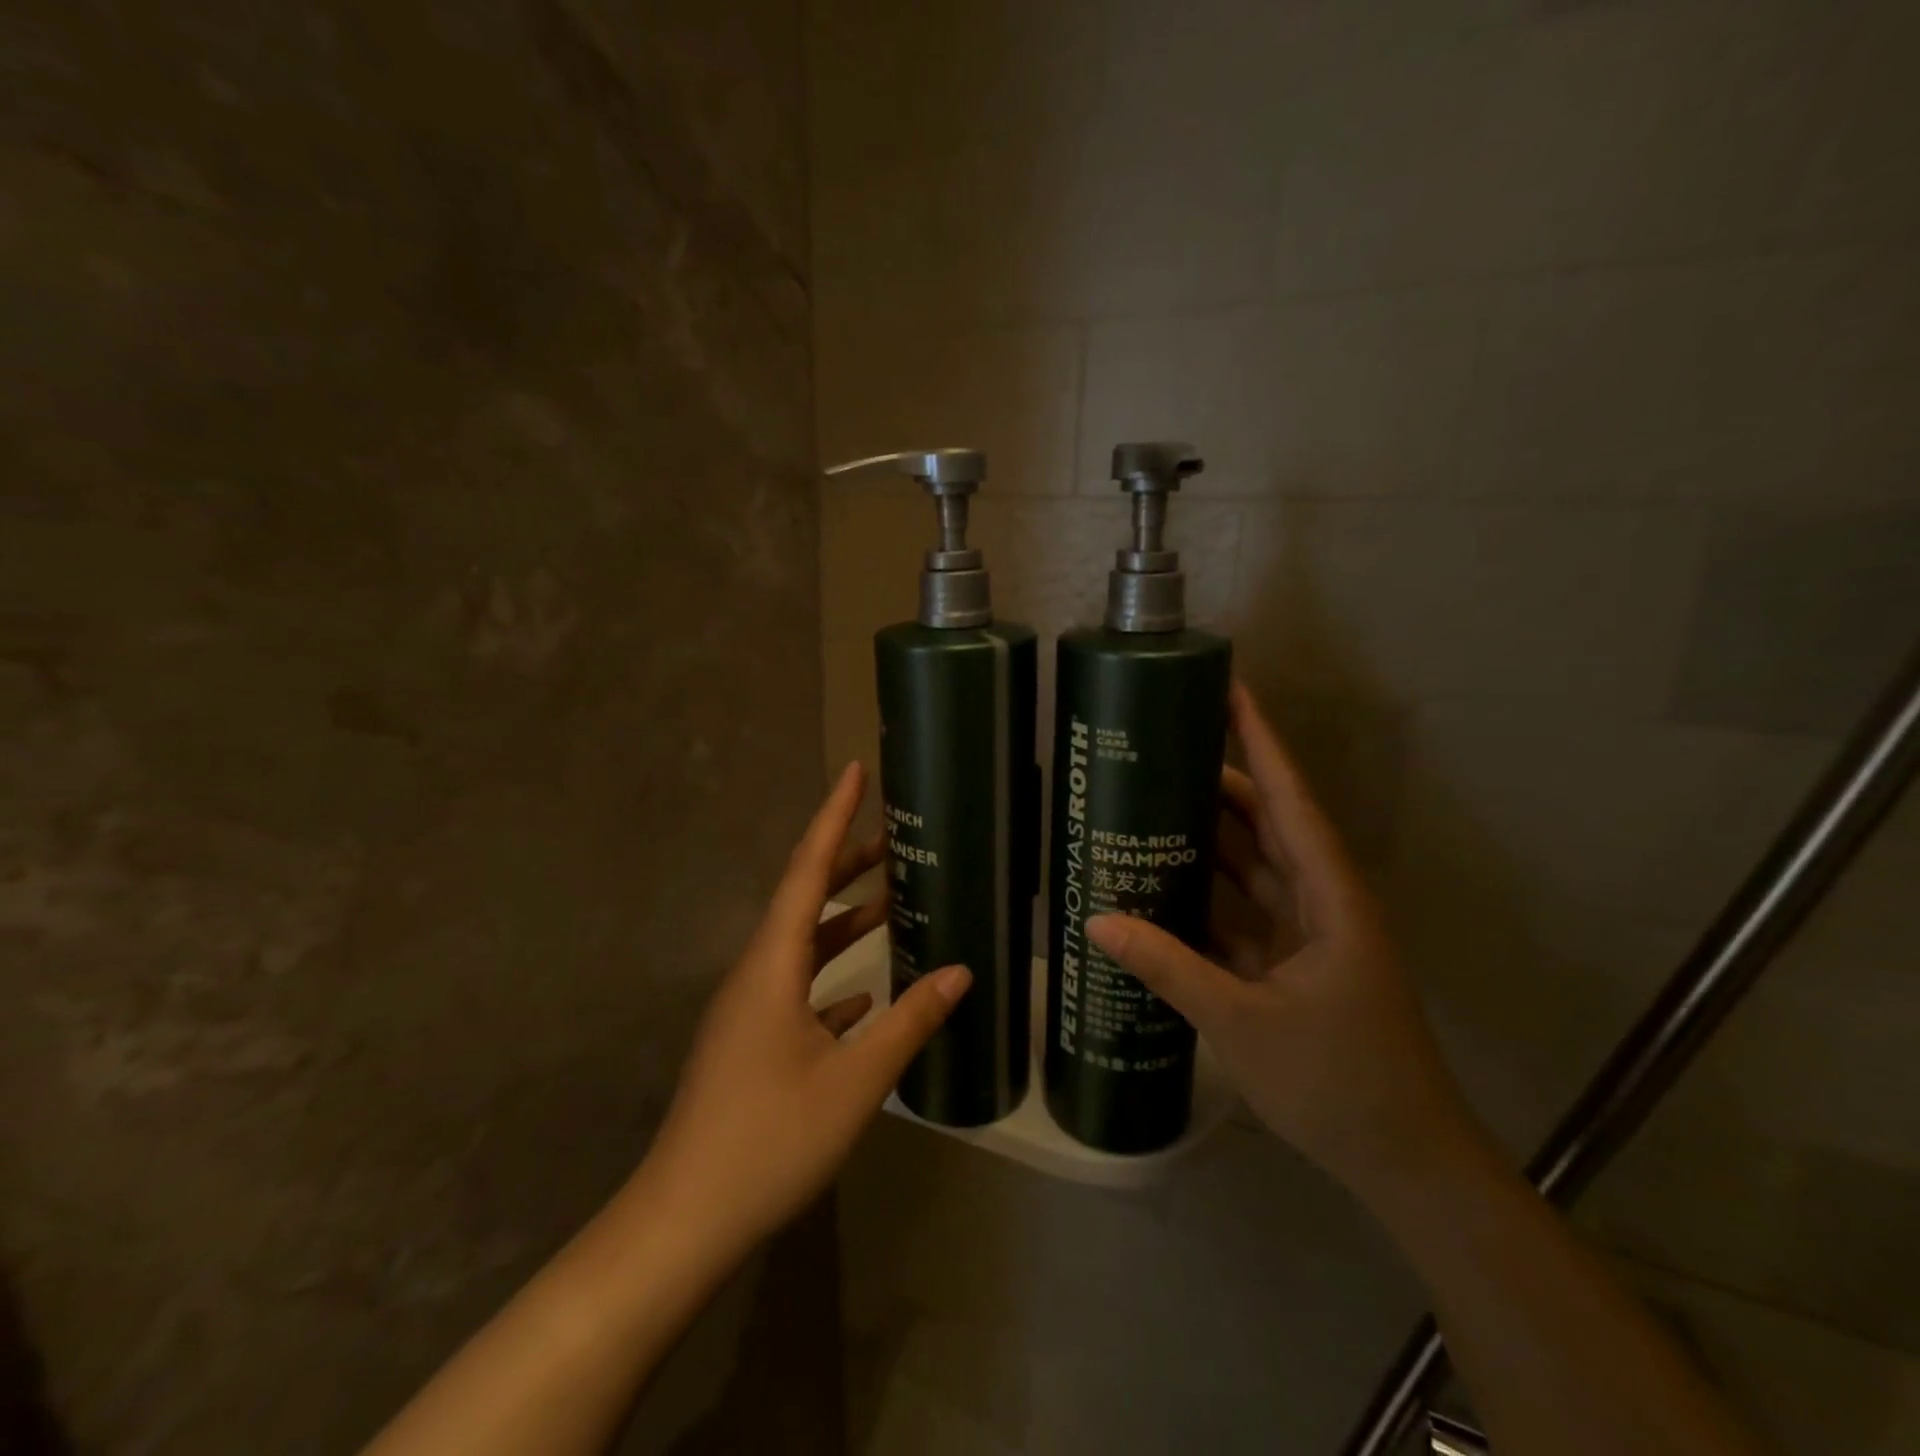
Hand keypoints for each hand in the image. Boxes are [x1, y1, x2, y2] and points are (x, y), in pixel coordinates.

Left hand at [639, 761, 970, 1256]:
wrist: (685, 1219)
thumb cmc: (770, 1138)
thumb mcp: (855, 1081)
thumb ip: (909, 1021)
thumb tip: (960, 972)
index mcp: (773, 964)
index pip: (808, 870)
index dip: (834, 817)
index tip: (856, 772)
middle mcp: (757, 972)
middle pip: (804, 898)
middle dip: (847, 862)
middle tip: (895, 838)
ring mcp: (750, 1008)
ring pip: (803, 943)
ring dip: (846, 920)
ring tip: (893, 901)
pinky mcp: (752, 1040)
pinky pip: (799, 986)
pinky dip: (834, 975)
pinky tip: (867, 991)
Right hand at [1087, 683, 1474, 1195]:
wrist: (1403, 1160)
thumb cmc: (1337, 1083)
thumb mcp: (1242, 1023)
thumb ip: (1168, 968)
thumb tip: (1097, 921)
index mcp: (1329, 896)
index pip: (1289, 799)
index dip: (1260, 742)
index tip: (1230, 690)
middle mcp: (1320, 899)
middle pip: (1266, 821)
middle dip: (1219, 778)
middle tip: (1161, 744)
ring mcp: (1306, 931)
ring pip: (1252, 863)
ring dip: (1208, 834)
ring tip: (1150, 798)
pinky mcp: (1290, 961)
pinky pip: (1241, 908)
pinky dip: (1205, 891)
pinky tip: (1162, 879)